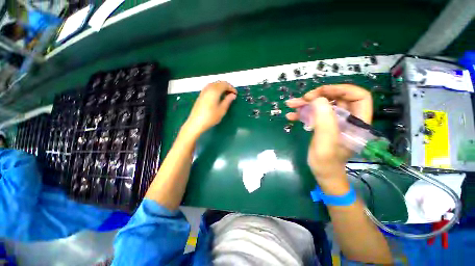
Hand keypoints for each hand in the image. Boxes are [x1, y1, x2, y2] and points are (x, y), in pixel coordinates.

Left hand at [182, 81, 236, 139]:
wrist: (196, 123)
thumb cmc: (210, 117)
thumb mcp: (222, 110)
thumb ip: (228, 101)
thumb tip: (233, 95)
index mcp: (214, 91)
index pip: (225, 84)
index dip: (231, 88)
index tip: (235, 94)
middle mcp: (208, 88)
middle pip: (219, 83)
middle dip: (227, 87)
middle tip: (232, 94)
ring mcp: (203, 91)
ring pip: (214, 84)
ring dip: (221, 87)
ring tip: (226, 95)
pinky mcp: (200, 95)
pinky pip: (209, 88)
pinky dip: (215, 89)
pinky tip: (217, 97)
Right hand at [286, 84, 371, 180]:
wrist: (322, 172)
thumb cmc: (326, 162)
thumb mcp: (325, 144)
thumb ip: (324, 122)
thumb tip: (318, 99)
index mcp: (357, 122)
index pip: (359, 97)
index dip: (341, 90)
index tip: (320, 93)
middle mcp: (348, 119)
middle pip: (337, 98)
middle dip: (319, 96)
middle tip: (302, 99)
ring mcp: (335, 121)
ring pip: (323, 104)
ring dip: (306, 103)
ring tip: (291, 105)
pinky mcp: (324, 124)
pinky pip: (314, 113)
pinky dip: (302, 112)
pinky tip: (291, 115)